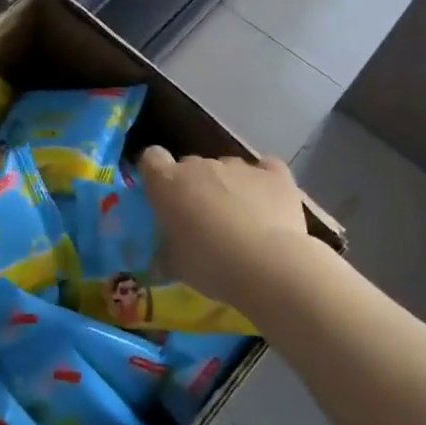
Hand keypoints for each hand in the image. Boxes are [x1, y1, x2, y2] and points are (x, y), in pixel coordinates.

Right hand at [138, 146, 309, 303]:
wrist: (267, 266)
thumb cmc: (210, 265)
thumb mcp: (175, 266)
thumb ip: (165, 254)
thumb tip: (161, 259)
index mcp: (168, 183)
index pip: (151, 158)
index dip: (156, 173)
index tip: (162, 195)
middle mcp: (201, 166)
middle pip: (191, 166)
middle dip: (194, 187)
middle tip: (202, 221)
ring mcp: (240, 166)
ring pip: (227, 169)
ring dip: (228, 187)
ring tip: (241, 222)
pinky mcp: (274, 174)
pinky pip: (265, 169)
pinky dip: (263, 182)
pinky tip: (268, 203)